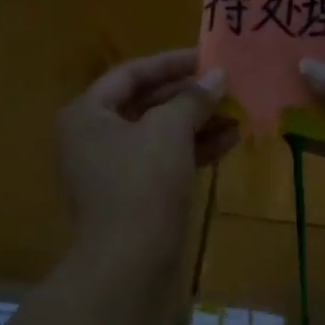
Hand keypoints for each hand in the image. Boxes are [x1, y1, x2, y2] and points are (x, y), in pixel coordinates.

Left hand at [58, 49, 235, 255]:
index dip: (171, 62)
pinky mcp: (132, 197)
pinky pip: (163, 161)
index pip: (131, 73)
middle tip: (227, 86)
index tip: (208, 57)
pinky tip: (230, 141)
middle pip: (145, 103)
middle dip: (189, 95)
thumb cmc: (141, 184)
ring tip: (237, 112)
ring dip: (197, 123)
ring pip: (158, 134)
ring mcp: (111, 170)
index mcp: (87, 114)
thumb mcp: (169, 131)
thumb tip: (217, 76)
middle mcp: (92, 138)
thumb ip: (192, 98)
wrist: (128, 267)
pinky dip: (193, 150)